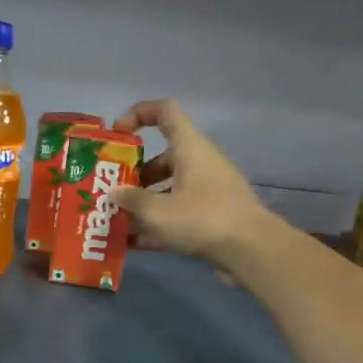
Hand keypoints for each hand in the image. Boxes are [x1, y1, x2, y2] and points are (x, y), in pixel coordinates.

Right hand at [111, 99, 272, 268]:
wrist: (251, 250)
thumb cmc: (203, 219)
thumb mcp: (158, 211)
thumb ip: (132, 200)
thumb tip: (114, 193)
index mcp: (189, 148)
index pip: (165, 112)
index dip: (138, 114)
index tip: (117, 134)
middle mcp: (199, 163)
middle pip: (161, 157)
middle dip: (133, 173)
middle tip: (110, 190)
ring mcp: (207, 190)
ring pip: (168, 188)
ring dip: (142, 201)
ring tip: (115, 219)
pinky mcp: (211, 216)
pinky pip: (177, 213)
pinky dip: (156, 223)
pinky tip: (133, 244)